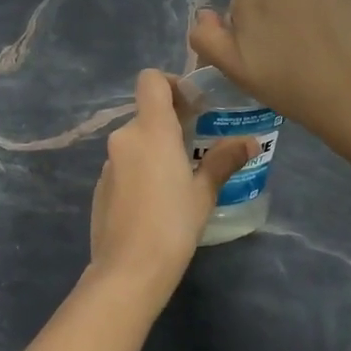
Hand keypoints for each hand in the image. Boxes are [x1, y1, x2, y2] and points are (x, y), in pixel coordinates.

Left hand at [89, 70, 253, 296]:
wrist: (128, 269)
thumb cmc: (173, 224)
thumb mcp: (204, 192)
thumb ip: (223, 161)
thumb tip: (250, 141)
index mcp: (151, 130)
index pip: (151, 80)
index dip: (171, 84)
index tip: (193, 106)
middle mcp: (124, 138)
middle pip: (146, 113)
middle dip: (170, 124)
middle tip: (197, 147)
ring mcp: (108, 163)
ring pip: (135, 142)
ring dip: (155, 150)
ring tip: (180, 179)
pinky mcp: (100, 186)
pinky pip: (124, 165)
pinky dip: (140, 171)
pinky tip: (156, 202)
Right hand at [188, 0, 350, 149]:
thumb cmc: (291, 89)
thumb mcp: (236, 72)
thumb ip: (208, 39)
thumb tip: (204, 13)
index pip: (246, 6)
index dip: (258, 31)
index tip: (273, 55)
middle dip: (287, 13)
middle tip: (303, 51)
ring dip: (319, 6)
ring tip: (333, 42)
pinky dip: (350, 2)